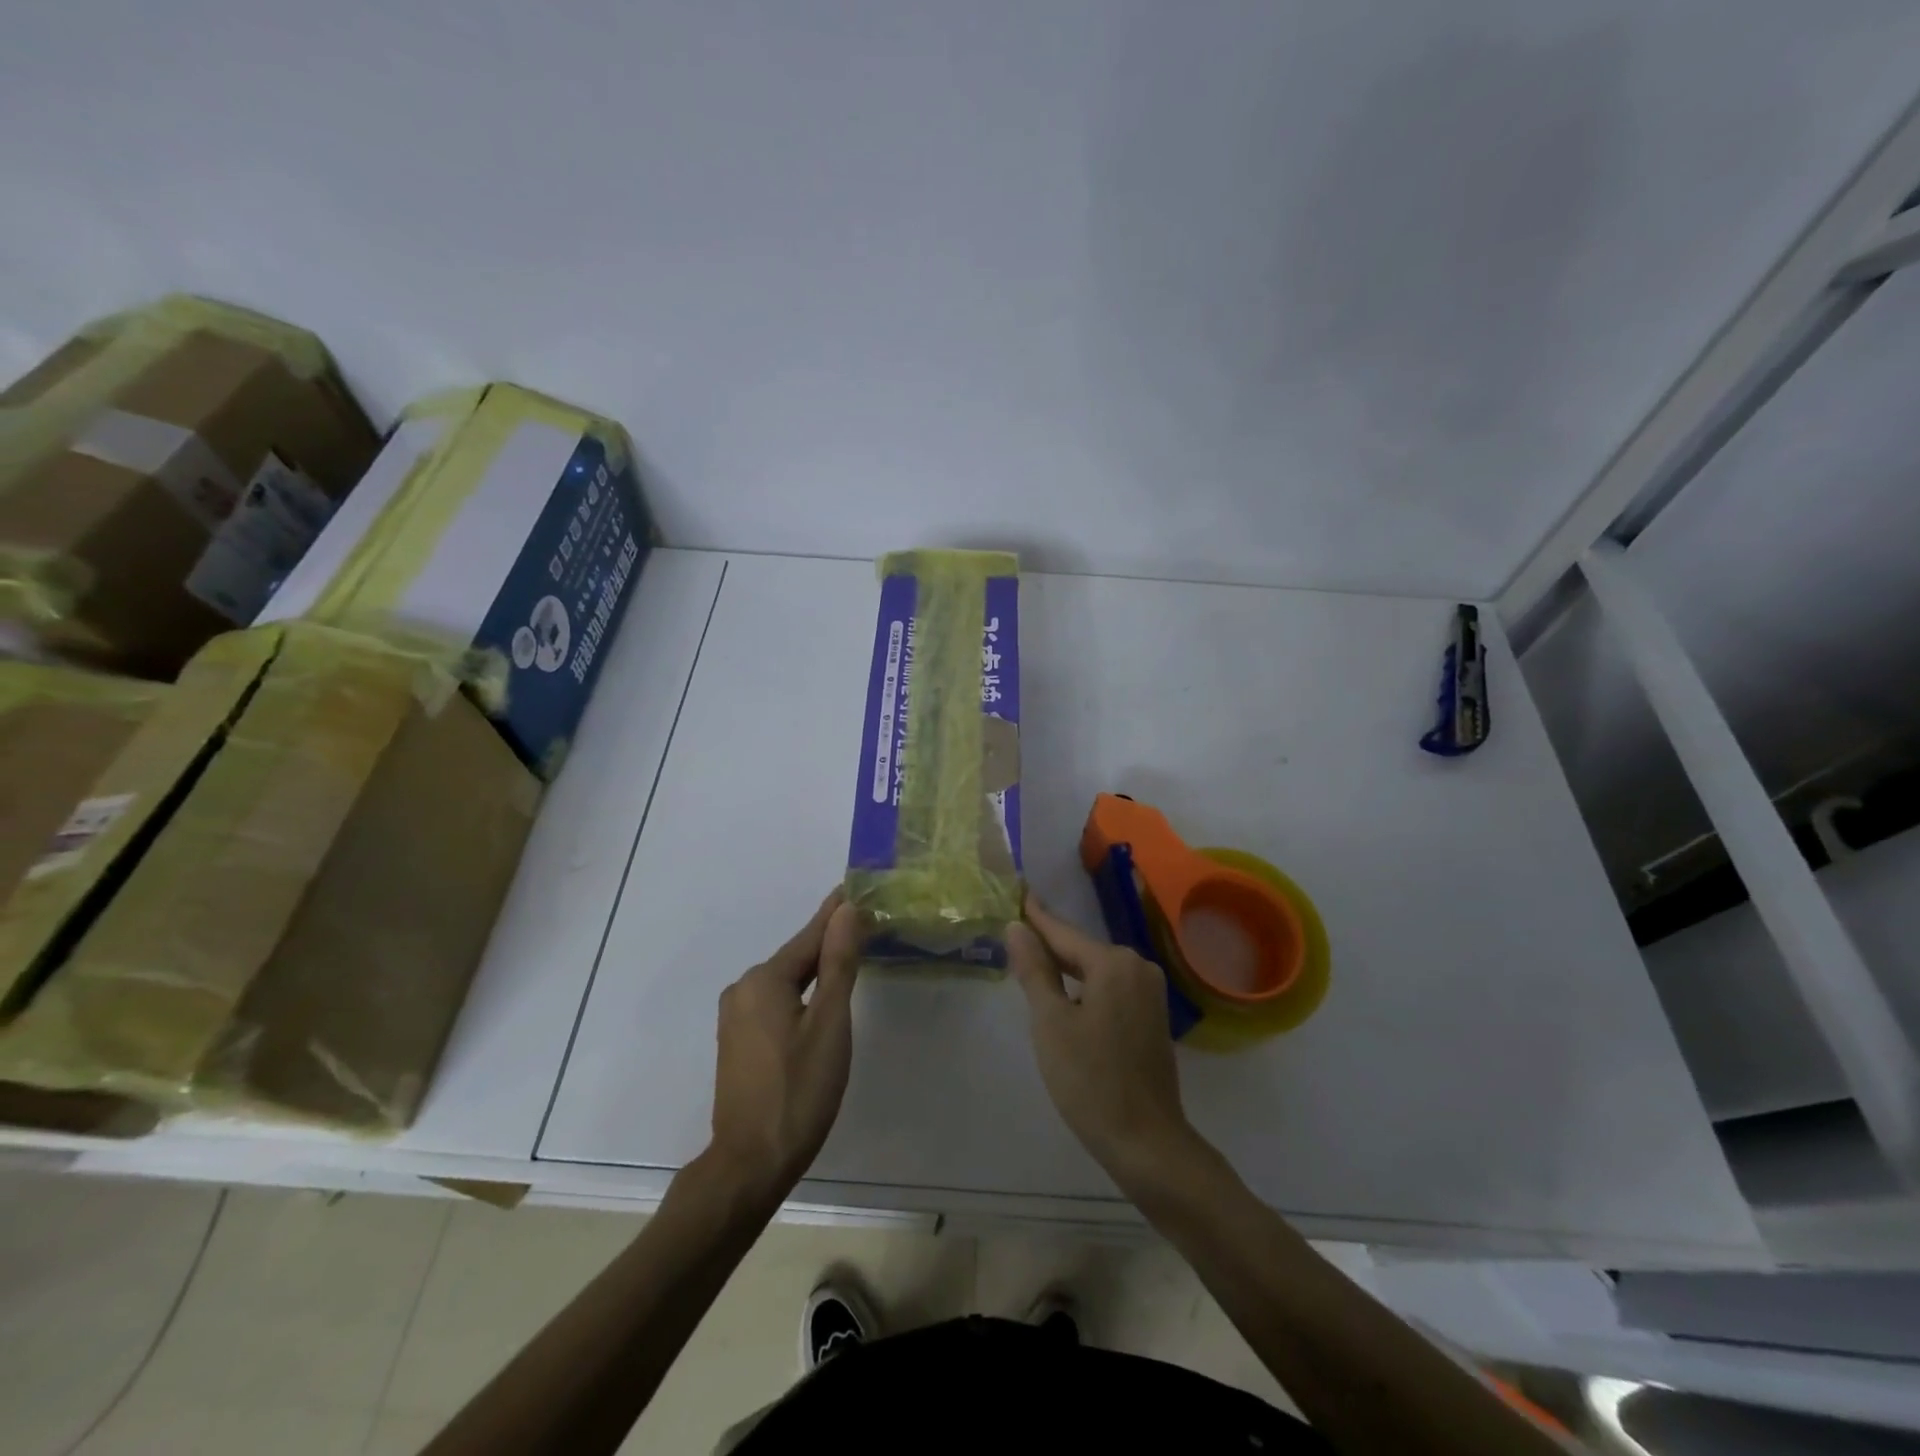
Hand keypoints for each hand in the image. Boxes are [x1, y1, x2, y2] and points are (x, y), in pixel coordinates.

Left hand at [707, 891, 862, 1204]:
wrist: (750, 1164)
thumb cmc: (799, 1090)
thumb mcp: (830, 1023)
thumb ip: (839, 963)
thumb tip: (847, 910)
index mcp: (764, 980)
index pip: (811, 935)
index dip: (837, 912)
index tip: (856, 886)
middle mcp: (743, 989)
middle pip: (797, 957)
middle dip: (829, 940)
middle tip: (864, 921)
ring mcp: (736, 1017)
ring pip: (786, 981)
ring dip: (816, 968)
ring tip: (849, 953)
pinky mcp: (737, 1041)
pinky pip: (775, 1002)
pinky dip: (801, 993)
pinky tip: (819, 998)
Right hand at [1008, 897, 1198, 1190]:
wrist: (1147, 1142)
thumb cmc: (1090, 1080)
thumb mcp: (1051, 1022)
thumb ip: (1035, 970)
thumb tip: (1017, 928)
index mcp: (1114, 963)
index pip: (1063, 933)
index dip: (1036, 917)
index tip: (1018, 893)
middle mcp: (1137, 967)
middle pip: (1082, 950)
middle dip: (1049, 945)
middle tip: (1015, 932)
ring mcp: (1149, 992)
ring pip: (1096, 970)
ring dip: (1066, 969)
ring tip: (1032, 962)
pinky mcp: (1152, 1016)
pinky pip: (1110, 988)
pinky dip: (1085, 988)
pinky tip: (1065, 996)